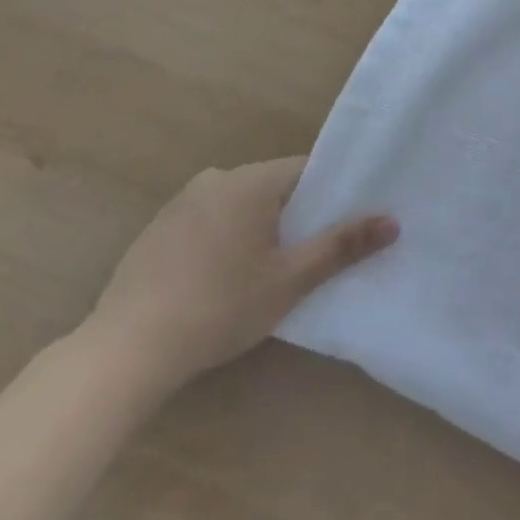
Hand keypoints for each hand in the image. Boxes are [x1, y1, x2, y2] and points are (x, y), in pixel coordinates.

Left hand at [81, 156, 396, 395]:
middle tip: (309, 257)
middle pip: (274, 186)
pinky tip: (222, 280)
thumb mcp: (290, 280)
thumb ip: (342, 246)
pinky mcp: (159, 227)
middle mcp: (217, 177)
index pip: (306, 170)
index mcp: (251, 180)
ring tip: (267, 273)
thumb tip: (393, 220)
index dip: (330, 195)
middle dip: (295, 216)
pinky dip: (226, 238)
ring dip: (259, 228)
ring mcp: (182, 201)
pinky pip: (210, 219)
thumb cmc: (220, 308)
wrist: (127, 348)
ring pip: (241, 204)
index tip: (344, 226)